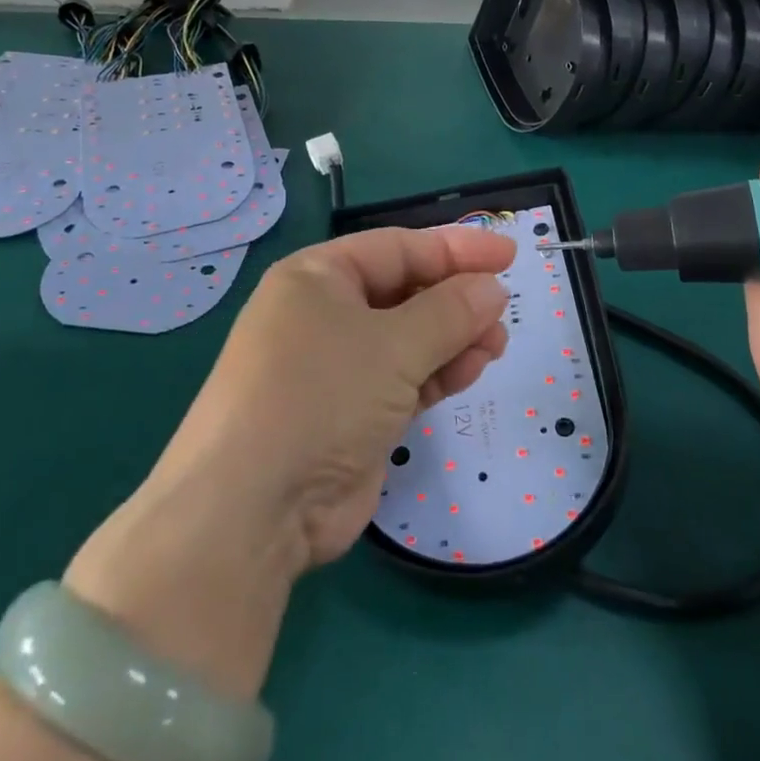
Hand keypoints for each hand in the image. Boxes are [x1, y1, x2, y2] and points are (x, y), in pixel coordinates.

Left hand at [161, 225, 516, 566]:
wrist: (252, 512)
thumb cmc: (320, 396)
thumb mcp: (393, 345)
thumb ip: (450, 312)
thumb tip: (492, 288)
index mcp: (318, 277)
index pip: (398, 248)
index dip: (455, 248)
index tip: (507, 254)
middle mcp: (323, 314)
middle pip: (404, 292)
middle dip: (455, 299)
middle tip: (503, 310)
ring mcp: (334, 367)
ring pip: (407, 338)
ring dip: (453, 338)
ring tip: (496, 345)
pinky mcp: (349, 414)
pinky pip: (403, 378)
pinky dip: (437, 372)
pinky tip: (471, 371)